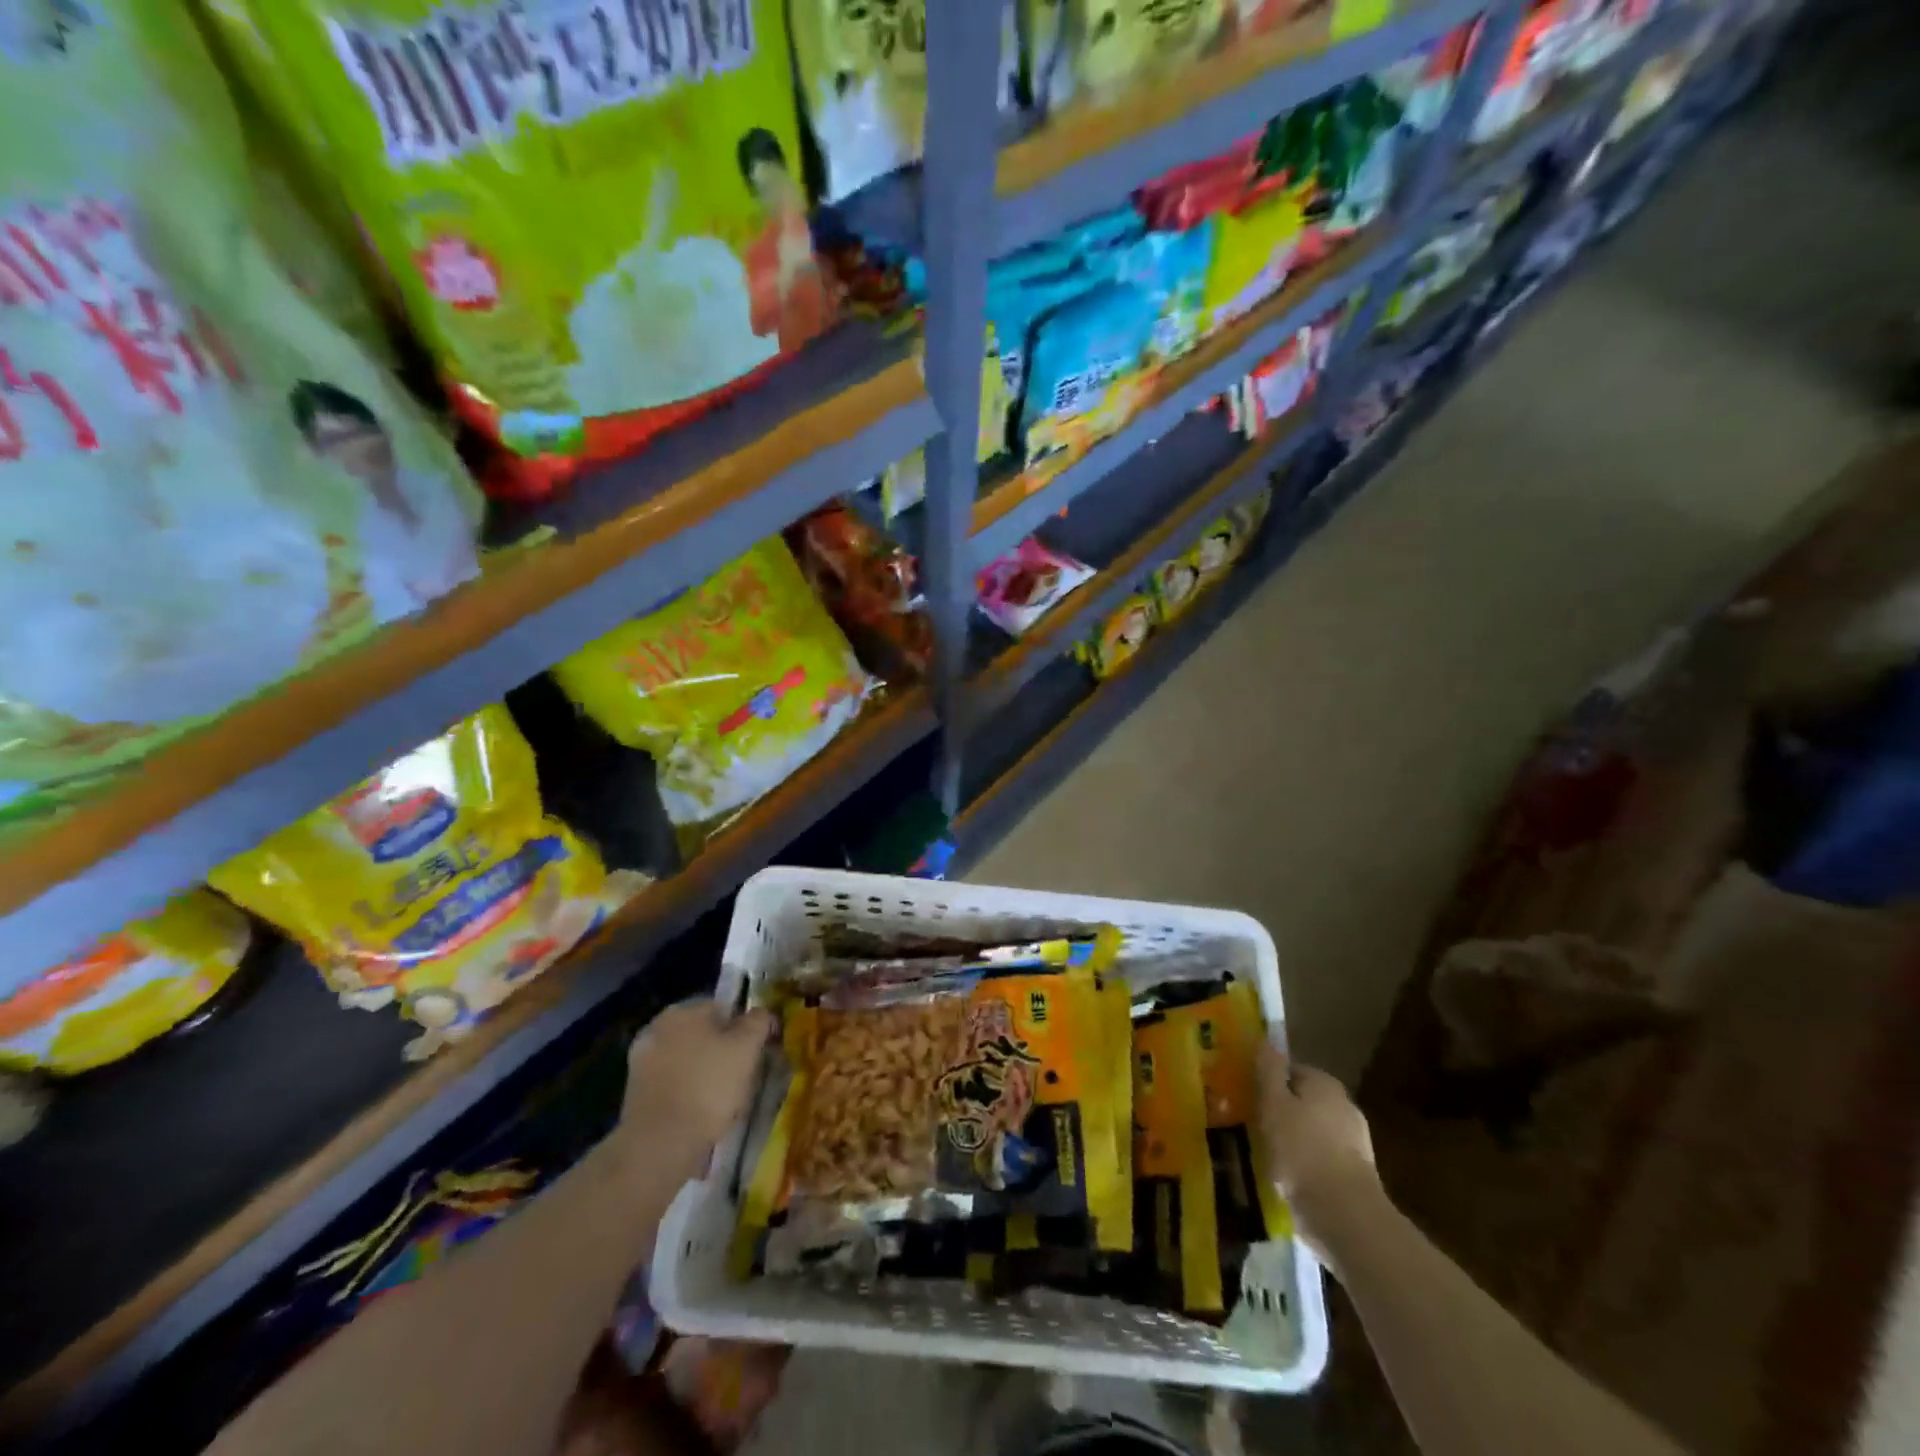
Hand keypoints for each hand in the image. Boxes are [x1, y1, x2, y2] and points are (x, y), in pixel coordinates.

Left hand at [617, 999, 772, 1181]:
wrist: (660, 1143)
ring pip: (685, 1058)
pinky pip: (671, 1082)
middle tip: (741, 1074)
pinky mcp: (634, 1092)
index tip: (755, 1051)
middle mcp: (657, 1026)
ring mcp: (641, 1060)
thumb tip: (760, 1013)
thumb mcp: (747, 1048)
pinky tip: (699, 1112)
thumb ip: (757, 1021)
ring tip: (722, 1099)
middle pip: (702, 1033)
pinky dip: (685, 1091)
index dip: (744, 1028)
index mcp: (683, 1009)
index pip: (723, 1008)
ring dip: (702, 1071)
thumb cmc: (709, 1086)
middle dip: (720, 1049)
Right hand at [1258, 1045, 1384, 1258]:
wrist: (1346, 1217)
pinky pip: (1319, 1160)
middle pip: (1301, 1101)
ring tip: (1263, 1155)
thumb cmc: (1302, 1151)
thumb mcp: (1273, 1103)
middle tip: (1249, 1125)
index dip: (1266, 1081)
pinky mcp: (1355, 1176)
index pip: (1290, 1070)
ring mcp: (1354, 1143)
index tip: (1246, 1097)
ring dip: (1290, 1140)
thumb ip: (1268, 1070)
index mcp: (1325, 1084)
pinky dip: (1303, 1166)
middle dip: (1278, 1111)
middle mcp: (1344, 1106)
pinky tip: (1284, 1179)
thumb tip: (1265, 1041)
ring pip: (1310, 1132)